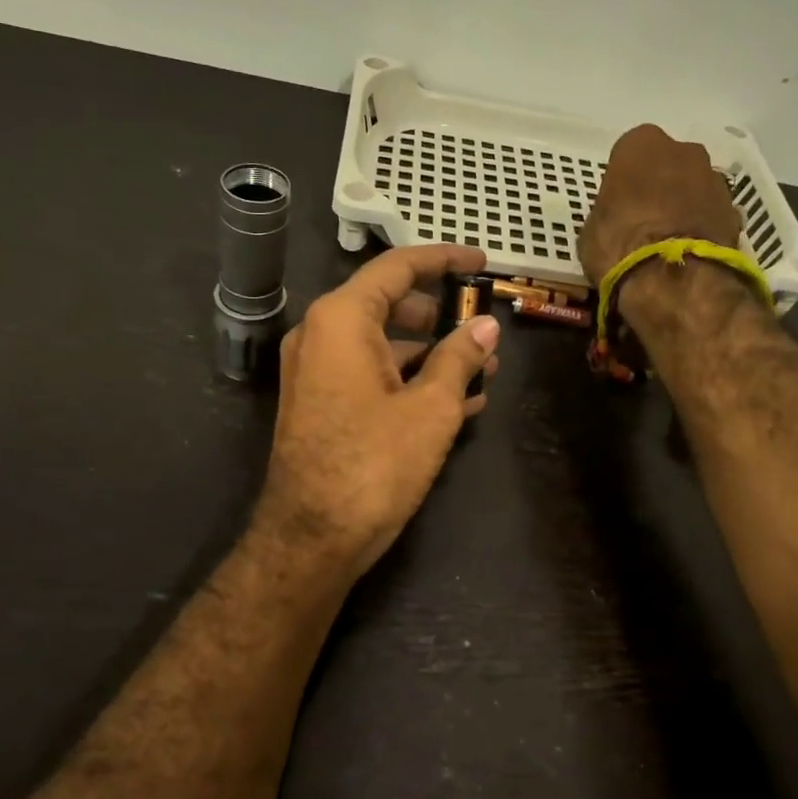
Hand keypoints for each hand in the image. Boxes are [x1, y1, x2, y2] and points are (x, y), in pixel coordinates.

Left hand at [254, 245, 500, 585]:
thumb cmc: (374, 464)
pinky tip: (457, 401)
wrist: (311, 538)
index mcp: (342, 318)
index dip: (444, 260)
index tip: (482, 263)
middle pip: (389, 304)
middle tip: (484, 327)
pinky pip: (370, 373)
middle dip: (442, 315)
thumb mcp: (431, 408)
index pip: (398, 267)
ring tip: (484, 371)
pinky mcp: (320, 403)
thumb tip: (486, 326)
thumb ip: (460, 358)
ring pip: (383, 343)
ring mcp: (316, 370)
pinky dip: (409, 378)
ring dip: (432, 353)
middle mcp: (321, 334)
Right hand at [578, 124, 743, 285]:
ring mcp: (715, 179)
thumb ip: (609, 212)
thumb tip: (618, 220)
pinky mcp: (735, 211)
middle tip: (644, 218)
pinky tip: (689, 252)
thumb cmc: (619, 246)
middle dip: (659, 185)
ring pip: (694, 186)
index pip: (628, 154)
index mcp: (641, 145)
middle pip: (668, 164)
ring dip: (684, 204)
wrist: (675, 279)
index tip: (618, 204)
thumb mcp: (592, 230)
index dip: (624, 180)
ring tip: (668, 239)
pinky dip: (702, 226)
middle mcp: (684, 150)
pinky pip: (711, 213)